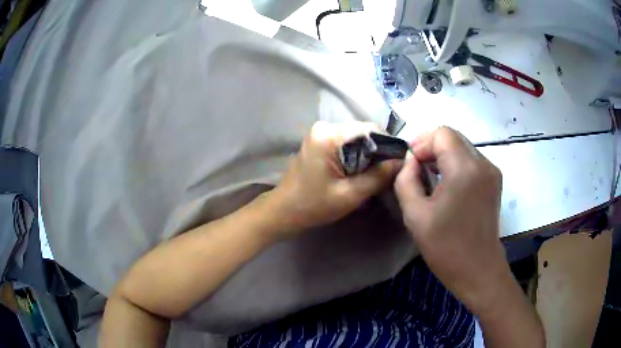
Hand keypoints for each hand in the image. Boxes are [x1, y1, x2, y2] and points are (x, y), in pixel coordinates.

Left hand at [270, 121, 398, 236]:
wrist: (283, 211)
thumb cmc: (313, 205)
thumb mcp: (350, 195)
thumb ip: (378, 177)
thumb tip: (401, 162)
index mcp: (329, 135)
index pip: (370, 130)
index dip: (388, 145)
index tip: (398, 164)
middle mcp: (325, 127)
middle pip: (363, 133)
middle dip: (378, 152)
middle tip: (388, 174)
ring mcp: (321, 134)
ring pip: (357, 139)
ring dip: (369, 156)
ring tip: (376, 176)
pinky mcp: (320, 142)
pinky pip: (347, 144)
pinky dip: (357, 157)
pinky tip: (361, 173)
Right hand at [394, 126, 506, 312]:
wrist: (478, 270)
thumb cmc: (446, 247)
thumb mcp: (415, 215)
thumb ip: (406, 180)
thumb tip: (410, 162)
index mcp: (465, 169)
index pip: (442, 134)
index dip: (422, 143)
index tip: (410, 163)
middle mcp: (483, 164)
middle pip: (454, 137)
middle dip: (431, 147)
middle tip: (416, 169)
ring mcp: (492, 172)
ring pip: (463, 147)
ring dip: (443, 156)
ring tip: (429, 177)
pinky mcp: (494, 182)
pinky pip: (471, 161)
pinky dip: (456, 164)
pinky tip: (447, 184)